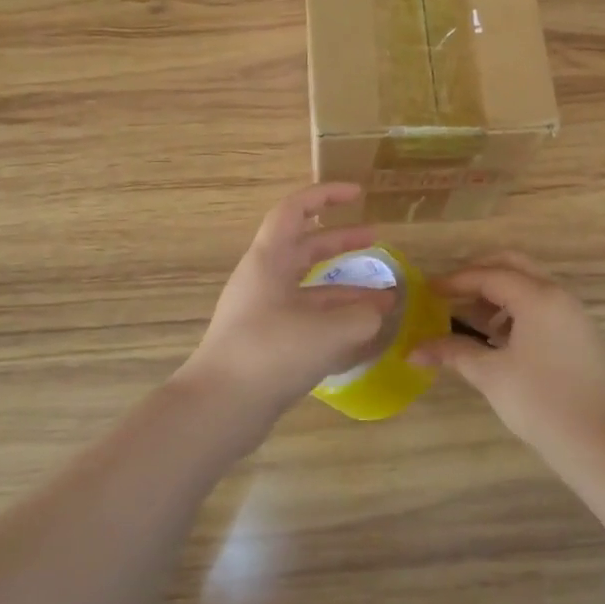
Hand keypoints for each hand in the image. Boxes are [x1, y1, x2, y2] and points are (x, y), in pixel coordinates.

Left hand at [175, 184, 395, 426]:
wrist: (219, 409)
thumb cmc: (271, 354)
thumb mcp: (328, 331)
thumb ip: (363, 316)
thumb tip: (380, 310)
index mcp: (269, 260)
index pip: (296, 210)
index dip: (327, 195)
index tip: (358, 194)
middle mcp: (264, 279)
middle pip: (305, 247)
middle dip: (342, 241)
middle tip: (376, 240)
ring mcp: (264, 312)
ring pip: (310, 287)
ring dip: (346, 288)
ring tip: (385, 298)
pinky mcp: (267, 343)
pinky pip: (306, 318)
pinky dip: (335, 319)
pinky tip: (363, 335)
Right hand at [412, 252, 604, 453]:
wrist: (600, 442)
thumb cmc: (541, 402)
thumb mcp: (490, 375)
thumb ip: (452, 352)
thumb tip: (413, 350)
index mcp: (537, 297)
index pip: (488, 275)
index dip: (455, 281)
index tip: (428, 290)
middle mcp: (557, 295)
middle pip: (513, 266)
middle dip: (479, 274)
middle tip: (451, 292)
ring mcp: (573, 313)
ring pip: (530, 284)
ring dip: (499, 292)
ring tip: (472, 319)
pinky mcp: (580, 333)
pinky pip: (543, 304)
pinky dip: (517, 309)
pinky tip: (500, 338)